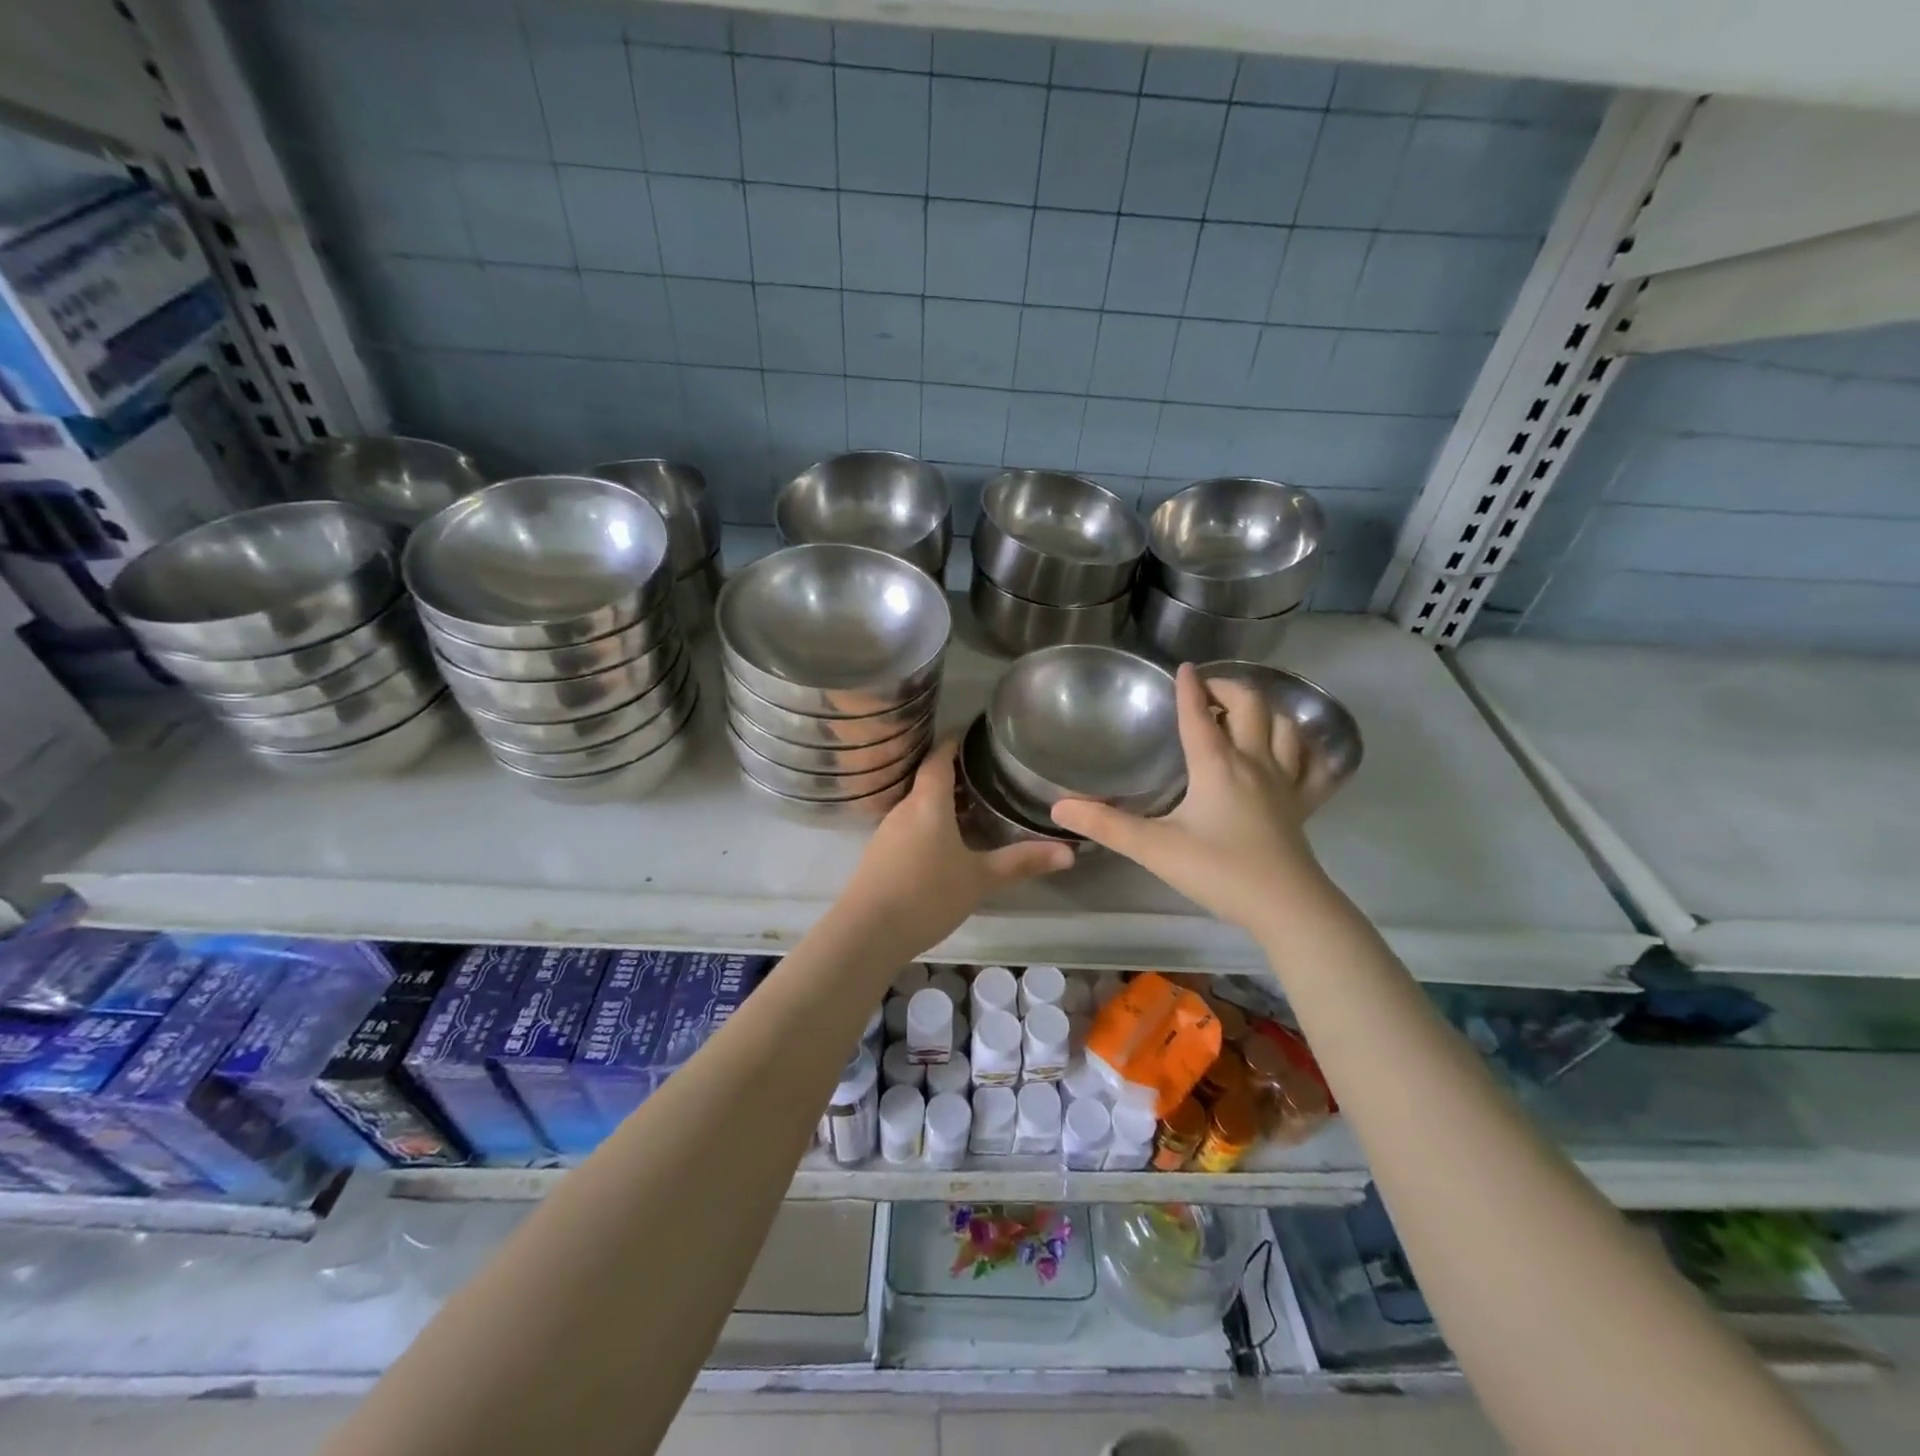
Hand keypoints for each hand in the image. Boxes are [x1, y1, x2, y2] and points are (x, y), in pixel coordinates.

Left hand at [838, 739, 1073, 956]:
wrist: (866, 933)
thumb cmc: (927, 894)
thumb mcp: (980, 878)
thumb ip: (1021, 862)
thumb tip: (1070, 852)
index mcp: (927, 802)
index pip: (939, 758)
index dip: (954, 743)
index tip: (973, 735)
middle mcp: (904, 809)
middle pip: (928, 781)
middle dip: (955, 776)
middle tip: (987, 776)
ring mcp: (886, 833)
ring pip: (918, 806)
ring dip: (942, 804)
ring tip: (973, 810)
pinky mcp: (879, 856)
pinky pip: (908, 828)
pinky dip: (929, 826)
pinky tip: (945, 846)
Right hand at [1051, 663, 1324, 936]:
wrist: (1286, 907)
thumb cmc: (1218, 871)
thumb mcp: (1154, 848)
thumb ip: (1106, 825)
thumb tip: (1059, 807)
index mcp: (1217, 765)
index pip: (1199, 714)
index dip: (1188, 688)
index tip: (1182, 668)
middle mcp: (1254, 761)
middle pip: (1251, 705)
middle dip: (1228, 688)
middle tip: (1208, 691)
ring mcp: (1285, 781)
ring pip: (1286, 726)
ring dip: (1266, 710)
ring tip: (1245, 713)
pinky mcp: (1303, 804)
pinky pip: (1313, 764)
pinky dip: (1305, 747)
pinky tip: (1293, 750)